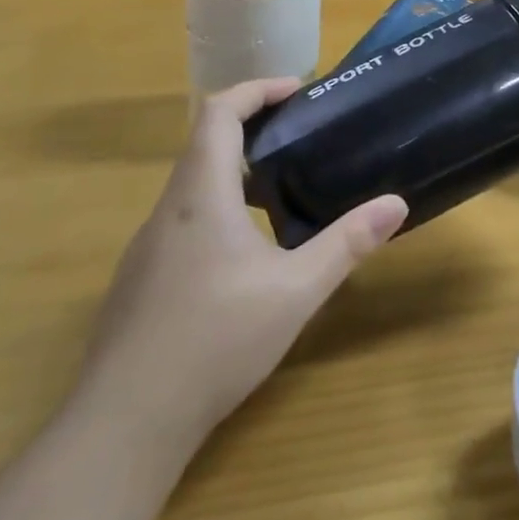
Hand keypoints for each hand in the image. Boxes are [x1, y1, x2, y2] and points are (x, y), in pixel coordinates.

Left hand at [73, 78, 407, 465]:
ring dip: (234, 170)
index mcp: (200, 194)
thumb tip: (397, 204)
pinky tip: (244, 254)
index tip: (297, 90)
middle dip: (253, 127)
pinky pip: (181, 221)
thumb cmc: (214, 342)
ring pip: (191, 185)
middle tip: (300, 136)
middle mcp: (167, 210)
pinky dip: (216, 208)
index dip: (257, 90)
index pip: (219, 112)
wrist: (121, 430)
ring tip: (281, 189)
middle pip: (204, 143)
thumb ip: (347, 243)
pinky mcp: (138, 282)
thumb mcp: (296, 291)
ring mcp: (146, 248)